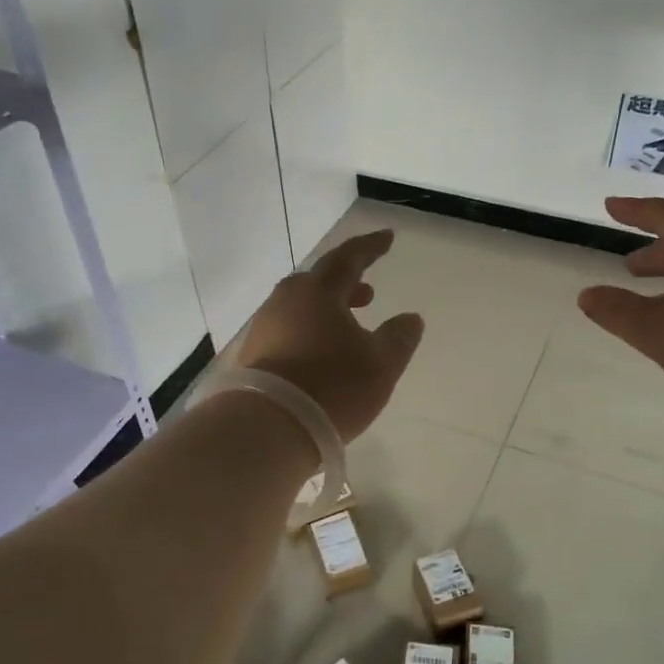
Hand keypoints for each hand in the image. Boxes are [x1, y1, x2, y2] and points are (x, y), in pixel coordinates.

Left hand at [238, 230, 424, 441]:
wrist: (268, 427)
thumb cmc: (332, 387)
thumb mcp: (381, 364)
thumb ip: (399, 337)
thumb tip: (410, 318)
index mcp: (318, 291)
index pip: (349, 258)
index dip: (371, 247)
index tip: (388, 237)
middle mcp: (286, 301)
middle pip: (320, 280)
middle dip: (347, 282)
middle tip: (369, 292)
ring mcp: (265, 327)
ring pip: (302, 306)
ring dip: (328, 309)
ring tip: (350, 326)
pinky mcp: (253, 354)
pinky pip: (289, 329)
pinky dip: (311, 330)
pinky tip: (322, 353)